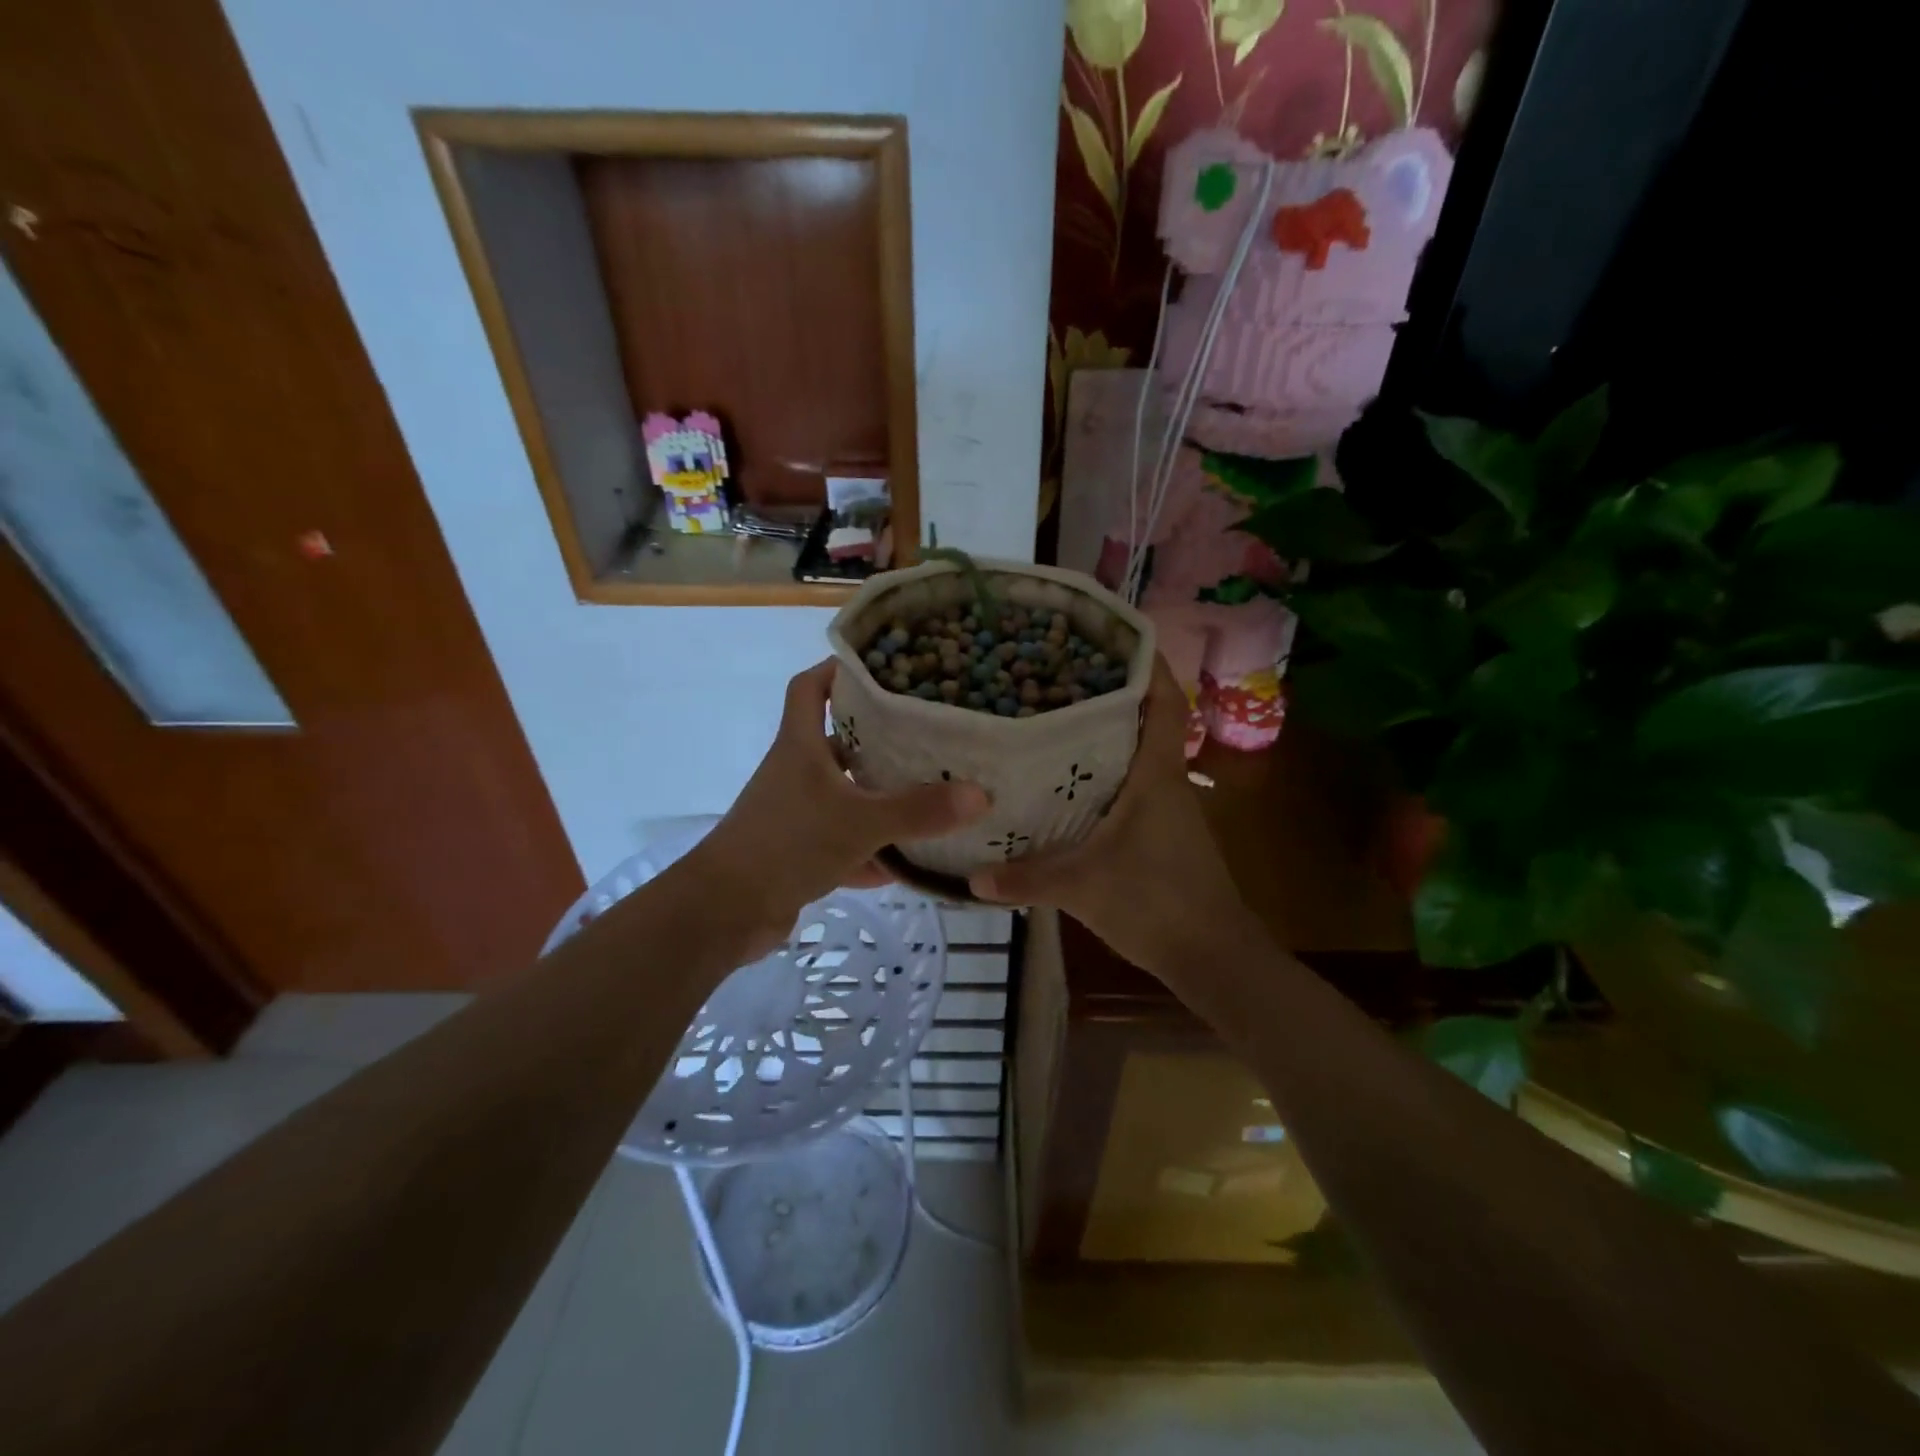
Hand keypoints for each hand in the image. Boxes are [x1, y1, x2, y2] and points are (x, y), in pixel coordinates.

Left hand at [694, 660, 989, 952]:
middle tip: (927, 735)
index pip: (810, 687)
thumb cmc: (788, 843)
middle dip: (878, 738)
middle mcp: (795, 772)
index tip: (881, 669)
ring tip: (928, 794)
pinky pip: (841, 841)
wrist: (725, 911)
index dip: (838, 671)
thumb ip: (919, 810)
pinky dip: (869, 850)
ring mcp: (794, 813)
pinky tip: (906, 864)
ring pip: (842, 794)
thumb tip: (981, 794)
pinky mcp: (796, 852)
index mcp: (801, 746)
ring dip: (877, 797)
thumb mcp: (860, 822)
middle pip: (837, 740)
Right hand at [968, 655, 1250, 980]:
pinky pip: (1129, 785)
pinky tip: (1063, 784)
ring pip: (1134, 753)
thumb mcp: (1083, 887)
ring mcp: (1165, 807)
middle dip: (1106, 693)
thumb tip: (971, 877)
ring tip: (1049, 719)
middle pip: (1142, 719)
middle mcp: (1164, 781)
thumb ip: (1027, 879)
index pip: (1163, 701)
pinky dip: (1101, 774)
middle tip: (1053, 675)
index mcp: (1156, 774)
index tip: (1109, 637)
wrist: (1212, 956)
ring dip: (1102, 735)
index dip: (1146, 663)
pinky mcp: (1159, 831)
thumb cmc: (1157, 903)